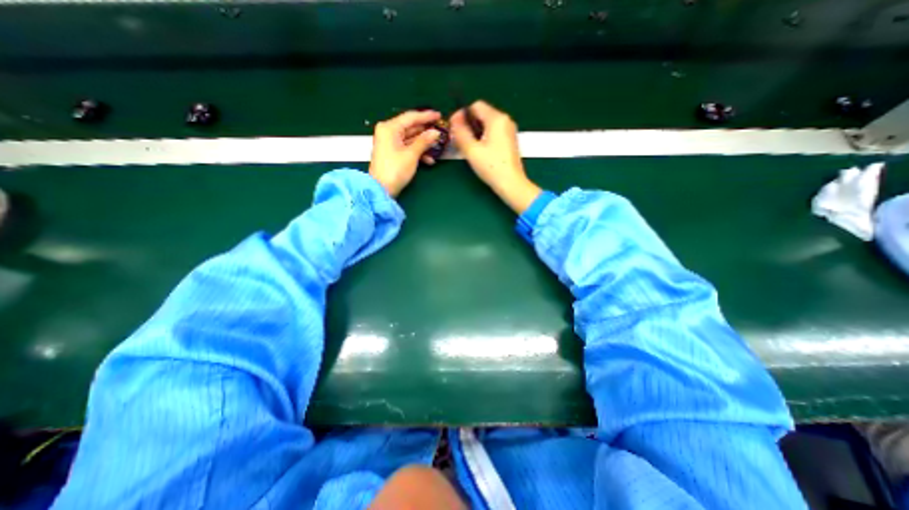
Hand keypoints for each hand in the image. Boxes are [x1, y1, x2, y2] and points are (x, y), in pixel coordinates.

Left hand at [367, 109, 441, 197]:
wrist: (381, 189)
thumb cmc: (395, 170)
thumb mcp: (412, 155)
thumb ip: (424, 141)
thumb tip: (435, 132)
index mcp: (390, 128)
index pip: (411, 117)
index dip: (426, 116)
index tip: (439, 115)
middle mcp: (388, 132)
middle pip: (410, 127)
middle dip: (426, 131)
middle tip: (441, 131)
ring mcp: (389, 143)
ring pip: (410, 138)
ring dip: (424, 144)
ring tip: (437, 147)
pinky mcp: (392, 153)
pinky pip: (407, 147)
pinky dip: (417, 152)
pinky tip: (429, 160)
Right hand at [448, 100, 537, 212]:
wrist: (511, 184)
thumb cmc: (491, 167)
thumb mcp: (472, 150)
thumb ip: (461, 133)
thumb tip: (454, 120)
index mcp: (497, 119)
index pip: (476, 106)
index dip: (462, 114)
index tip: (453, 127)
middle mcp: (505, 121)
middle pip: (482, 114)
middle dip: (468, 124)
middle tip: (458, 138)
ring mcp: (509, 131)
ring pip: (487, 124)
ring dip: (475, 132)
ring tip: (467, 146)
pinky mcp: (510, 141)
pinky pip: (494, 133)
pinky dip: (484, 137)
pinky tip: (478, 151)